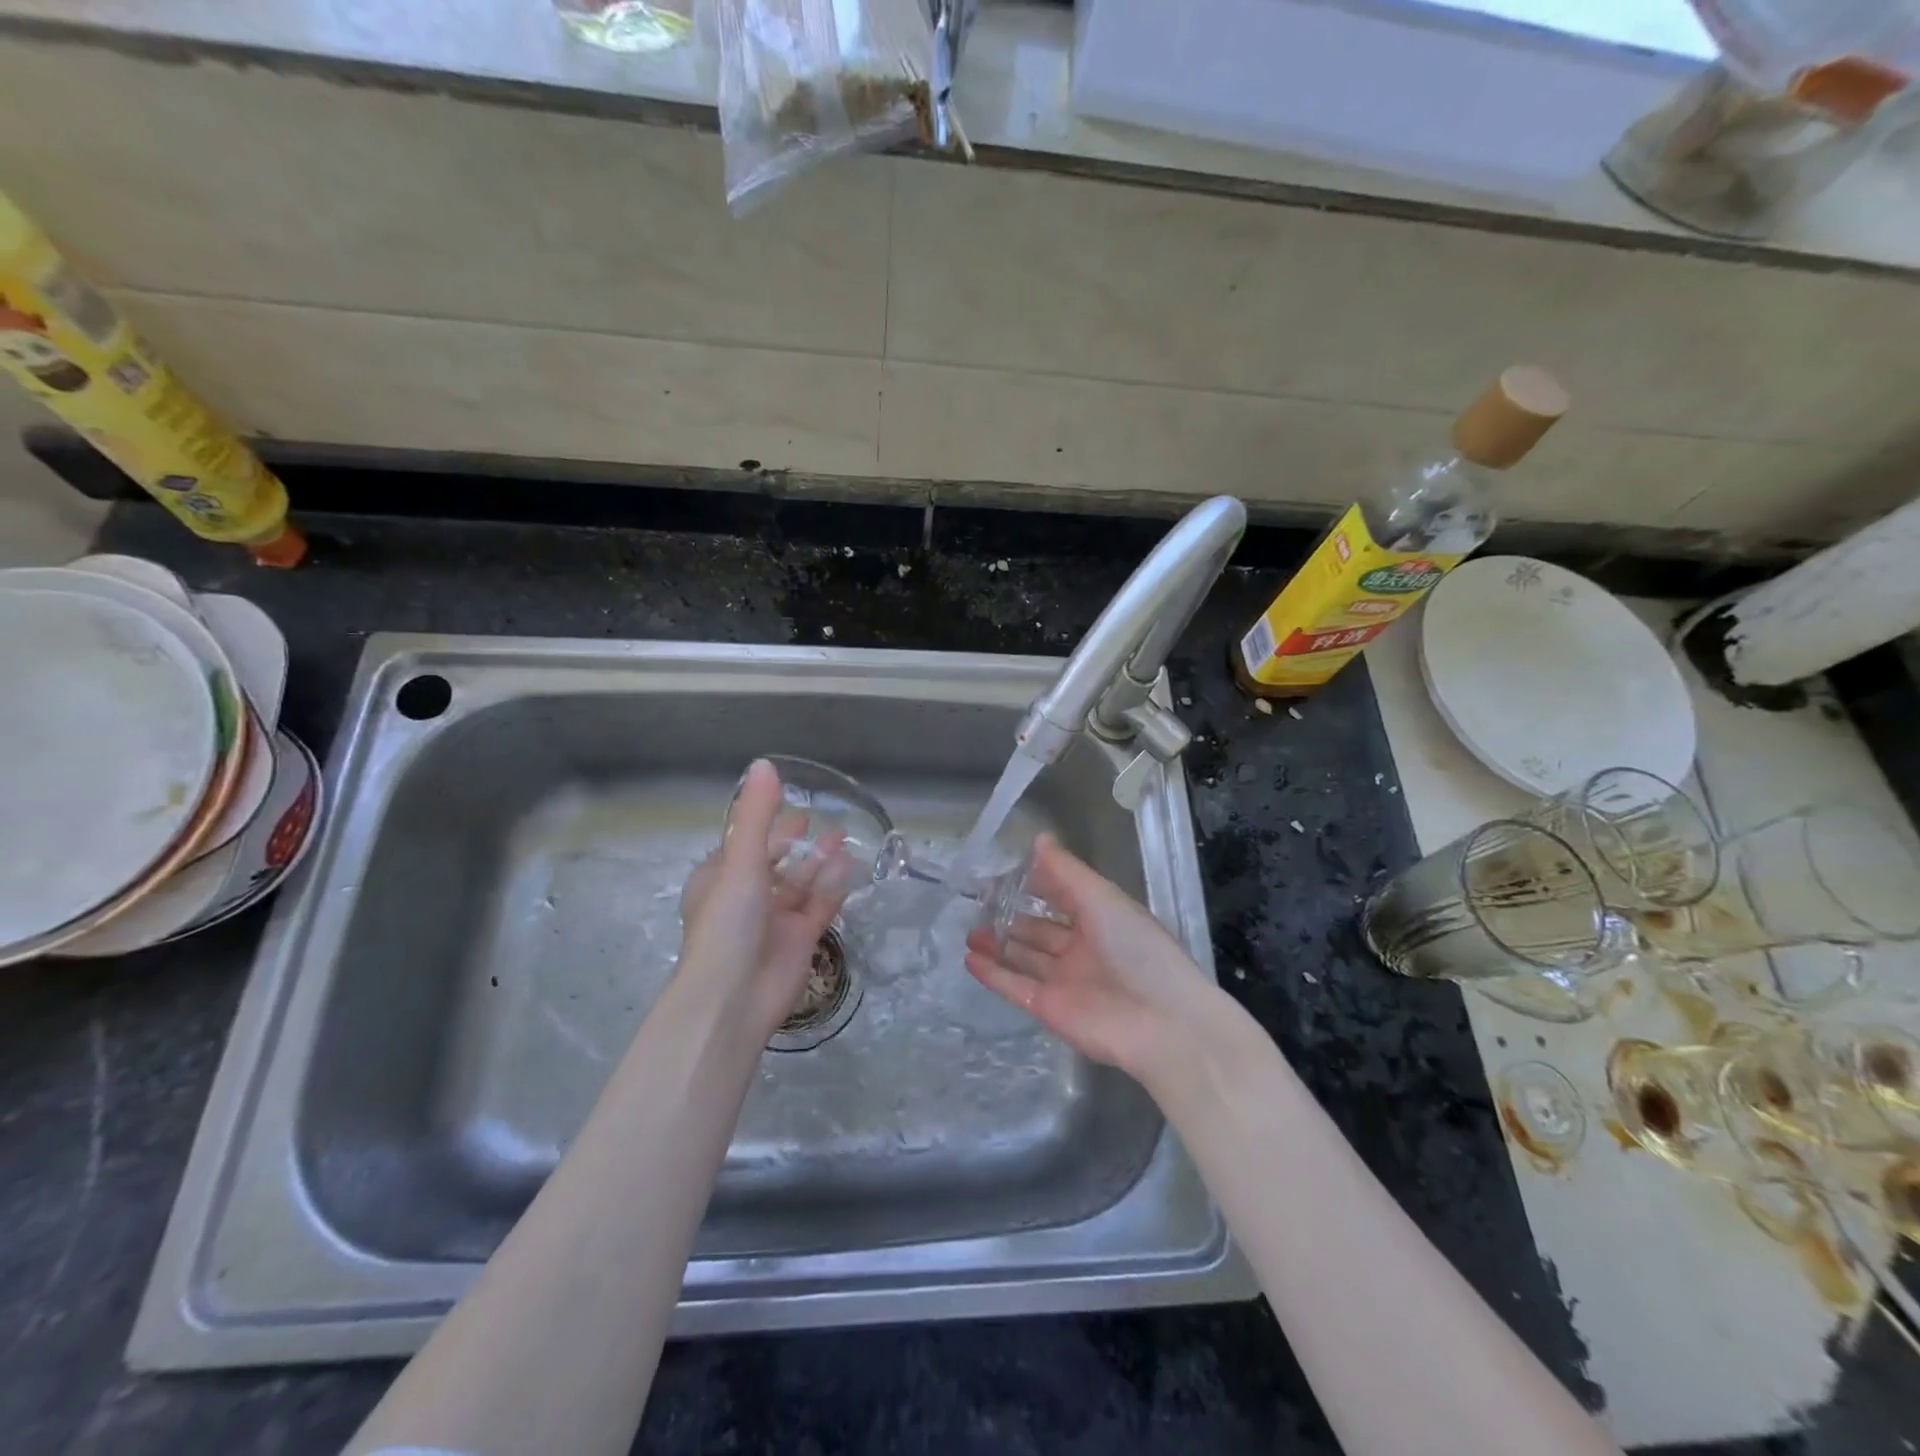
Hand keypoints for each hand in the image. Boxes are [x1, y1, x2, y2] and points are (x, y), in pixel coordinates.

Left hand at [680, 760, 853, 1038]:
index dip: (766, 825)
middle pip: (776, 862)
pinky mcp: (800, 939)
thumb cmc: (728, 923)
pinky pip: (819, 905)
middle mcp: (746, 897)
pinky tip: (847, 866)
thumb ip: (756, 814)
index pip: (745, 844)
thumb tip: (765, 763)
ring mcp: (775, 920)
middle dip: (797, 843)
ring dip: (819, 861)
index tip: (789, 805)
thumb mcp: (740, 861)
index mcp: (720, 879)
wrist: (735, 998)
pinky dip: (832, 887)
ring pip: (801, 883)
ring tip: (843, 836)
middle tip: (821, 818)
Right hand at [963, 834, 1230, 1082]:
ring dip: (998, 944)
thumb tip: (1038, 838)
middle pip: (1039, 929)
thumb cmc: (1136, 949)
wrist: (1161, 1023)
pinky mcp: (1050, 1009)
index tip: (1003, 872)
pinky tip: (970, 959)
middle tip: (977, 902)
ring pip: (1024, 958)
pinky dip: (994, 974)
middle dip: (1011, 916)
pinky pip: (1016, 987)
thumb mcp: (1102, 898)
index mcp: (1100, 919)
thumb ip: (1066, 871)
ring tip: (970, 931)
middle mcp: (1081, 948)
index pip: (1061, 896)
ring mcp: (1064, 980)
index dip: (1035, 884)